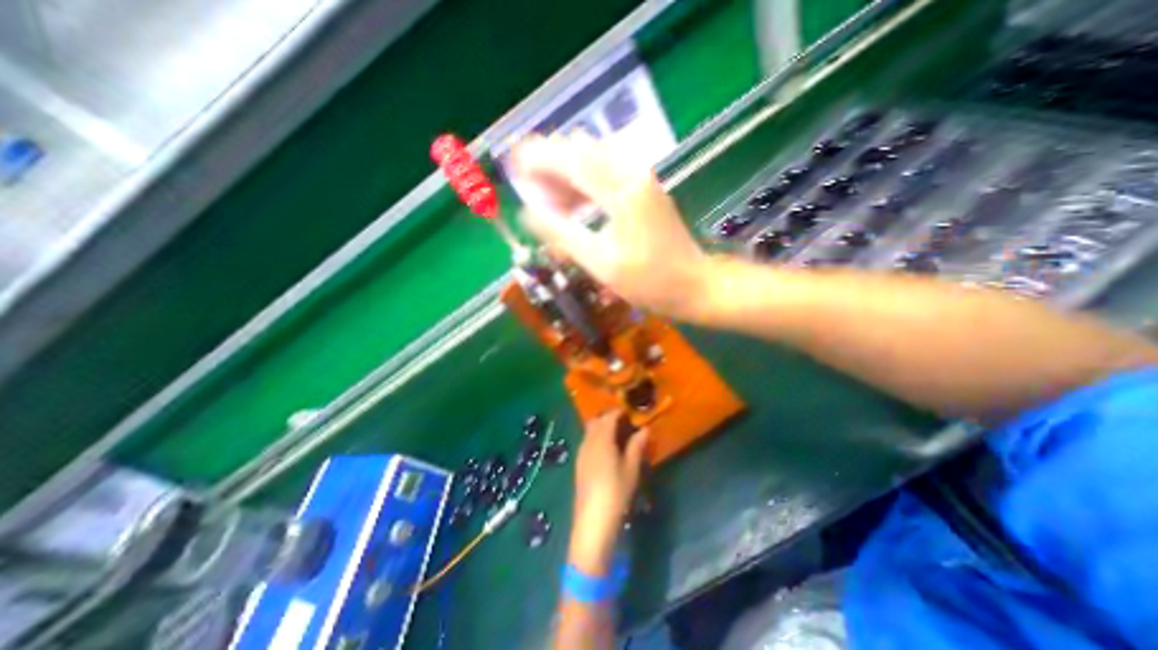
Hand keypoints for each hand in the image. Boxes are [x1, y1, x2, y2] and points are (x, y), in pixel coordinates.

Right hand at [511, 131, 711, 319]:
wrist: (695, 285)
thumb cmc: (650, 282)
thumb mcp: (601, 263)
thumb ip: (562, 234)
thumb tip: (527, 212)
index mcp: (621, 190)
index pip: (570, 158)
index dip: (537, 158)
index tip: (511, 164)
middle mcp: (632, 172)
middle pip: (580, 149)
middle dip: (548, 161)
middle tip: (527, 187)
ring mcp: (641, 178)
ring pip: (592, 158)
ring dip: (564, 172)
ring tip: (545, 201)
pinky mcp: (644, 188)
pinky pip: (605, 172)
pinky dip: (582, 182)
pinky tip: (571, 204)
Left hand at [570, 411, 650, 573]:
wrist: (592, 521)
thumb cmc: (616, 493)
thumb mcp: (630, 469)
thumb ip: (636, 446)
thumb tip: (644, 429)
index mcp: (602, 440)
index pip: (609, 417)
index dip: (619, 411)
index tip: (630, 410)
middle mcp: (588, 442)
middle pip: (596, 421)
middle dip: (608, 417)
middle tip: (625, 420)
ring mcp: (581, 452)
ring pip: (590, 430)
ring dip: (601, 426)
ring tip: (617, 433)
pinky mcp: (579, 463)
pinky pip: (587, 441)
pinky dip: (596, 437)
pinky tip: (606, 448)